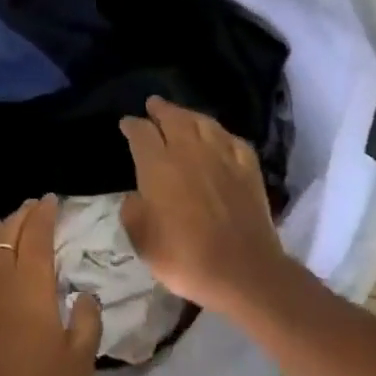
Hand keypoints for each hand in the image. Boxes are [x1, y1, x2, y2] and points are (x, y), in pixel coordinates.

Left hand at [0, 197, 102, 375]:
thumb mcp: (78, 364)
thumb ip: (86, 322)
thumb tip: (85, 294)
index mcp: (30, 282)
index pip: (38, 233)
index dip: (45, 214)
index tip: (50, 201)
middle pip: (7, 232)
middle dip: (21, 217)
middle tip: (30, 209)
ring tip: (2, 226)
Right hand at [119, 96, 290, 313]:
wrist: (243, 272)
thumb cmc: (184, 256)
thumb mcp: (141, 239)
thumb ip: (133, 210)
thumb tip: (137, 196)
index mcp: (158, 165)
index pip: (141, 133)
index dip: (131, 125)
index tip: (126, 123)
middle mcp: (189, 151)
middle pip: (173, 118)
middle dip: (160, 109)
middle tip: (152, 104)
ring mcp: (223, 157)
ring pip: (204, 123)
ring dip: (189, 115)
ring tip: (181, 114)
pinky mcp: (248, 169)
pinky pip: (232, 140)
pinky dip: (221, 133)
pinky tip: (218, 137)